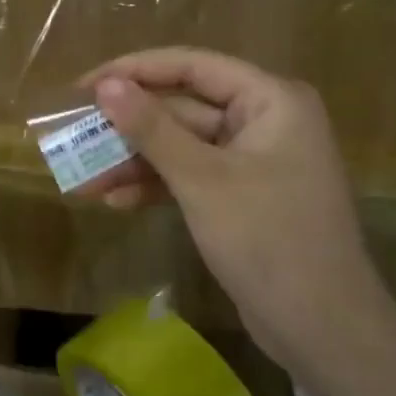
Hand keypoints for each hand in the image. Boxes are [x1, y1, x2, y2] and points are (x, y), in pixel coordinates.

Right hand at [84, 48, 395, 364]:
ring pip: (182, 147)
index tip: (82, 87)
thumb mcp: (202, 180)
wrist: (322, 328)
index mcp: (270, 100)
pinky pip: (192, 177)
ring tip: (83, 180)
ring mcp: (254, 161)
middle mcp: (264, 121)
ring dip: (135, 162)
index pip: (192, 66)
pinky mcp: (242, 197)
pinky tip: (116, 202)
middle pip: (183, 108)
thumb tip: (105, 86)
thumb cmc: (267, 240)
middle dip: (128, 128)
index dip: (133, 71)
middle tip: (74, 136)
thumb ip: (152, 129)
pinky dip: (157, 187)